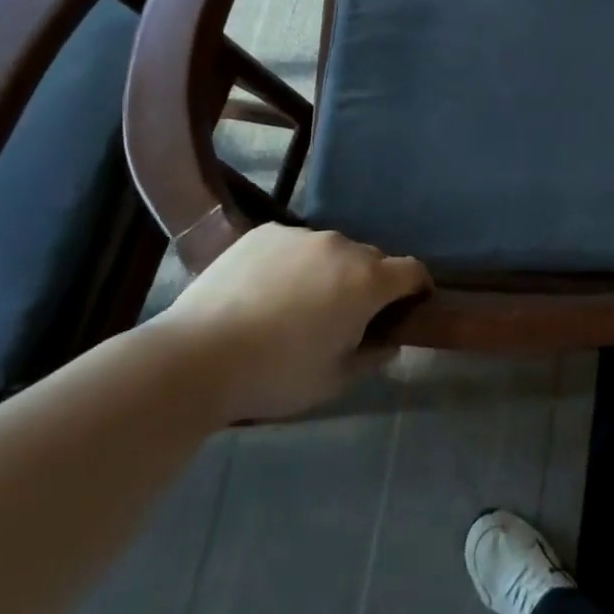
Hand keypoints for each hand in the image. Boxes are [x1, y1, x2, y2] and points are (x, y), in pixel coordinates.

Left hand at [153, 224, 430, 422]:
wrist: (196, 357)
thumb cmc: (276, 375)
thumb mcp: (334, 380)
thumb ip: (373, 356)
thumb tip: (389, 340)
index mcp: (368, 282)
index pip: (413, 271)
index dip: (417, 288)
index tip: (409, 306)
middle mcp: (342, 247)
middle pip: (371, 259)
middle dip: (369, 283)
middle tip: (344, 316)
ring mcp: (301, 235)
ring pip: (331, 250)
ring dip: (329, 271)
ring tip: (297, 304)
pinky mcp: (265, 232)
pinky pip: (294, 244)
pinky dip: (293, 263)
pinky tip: (266, 291)